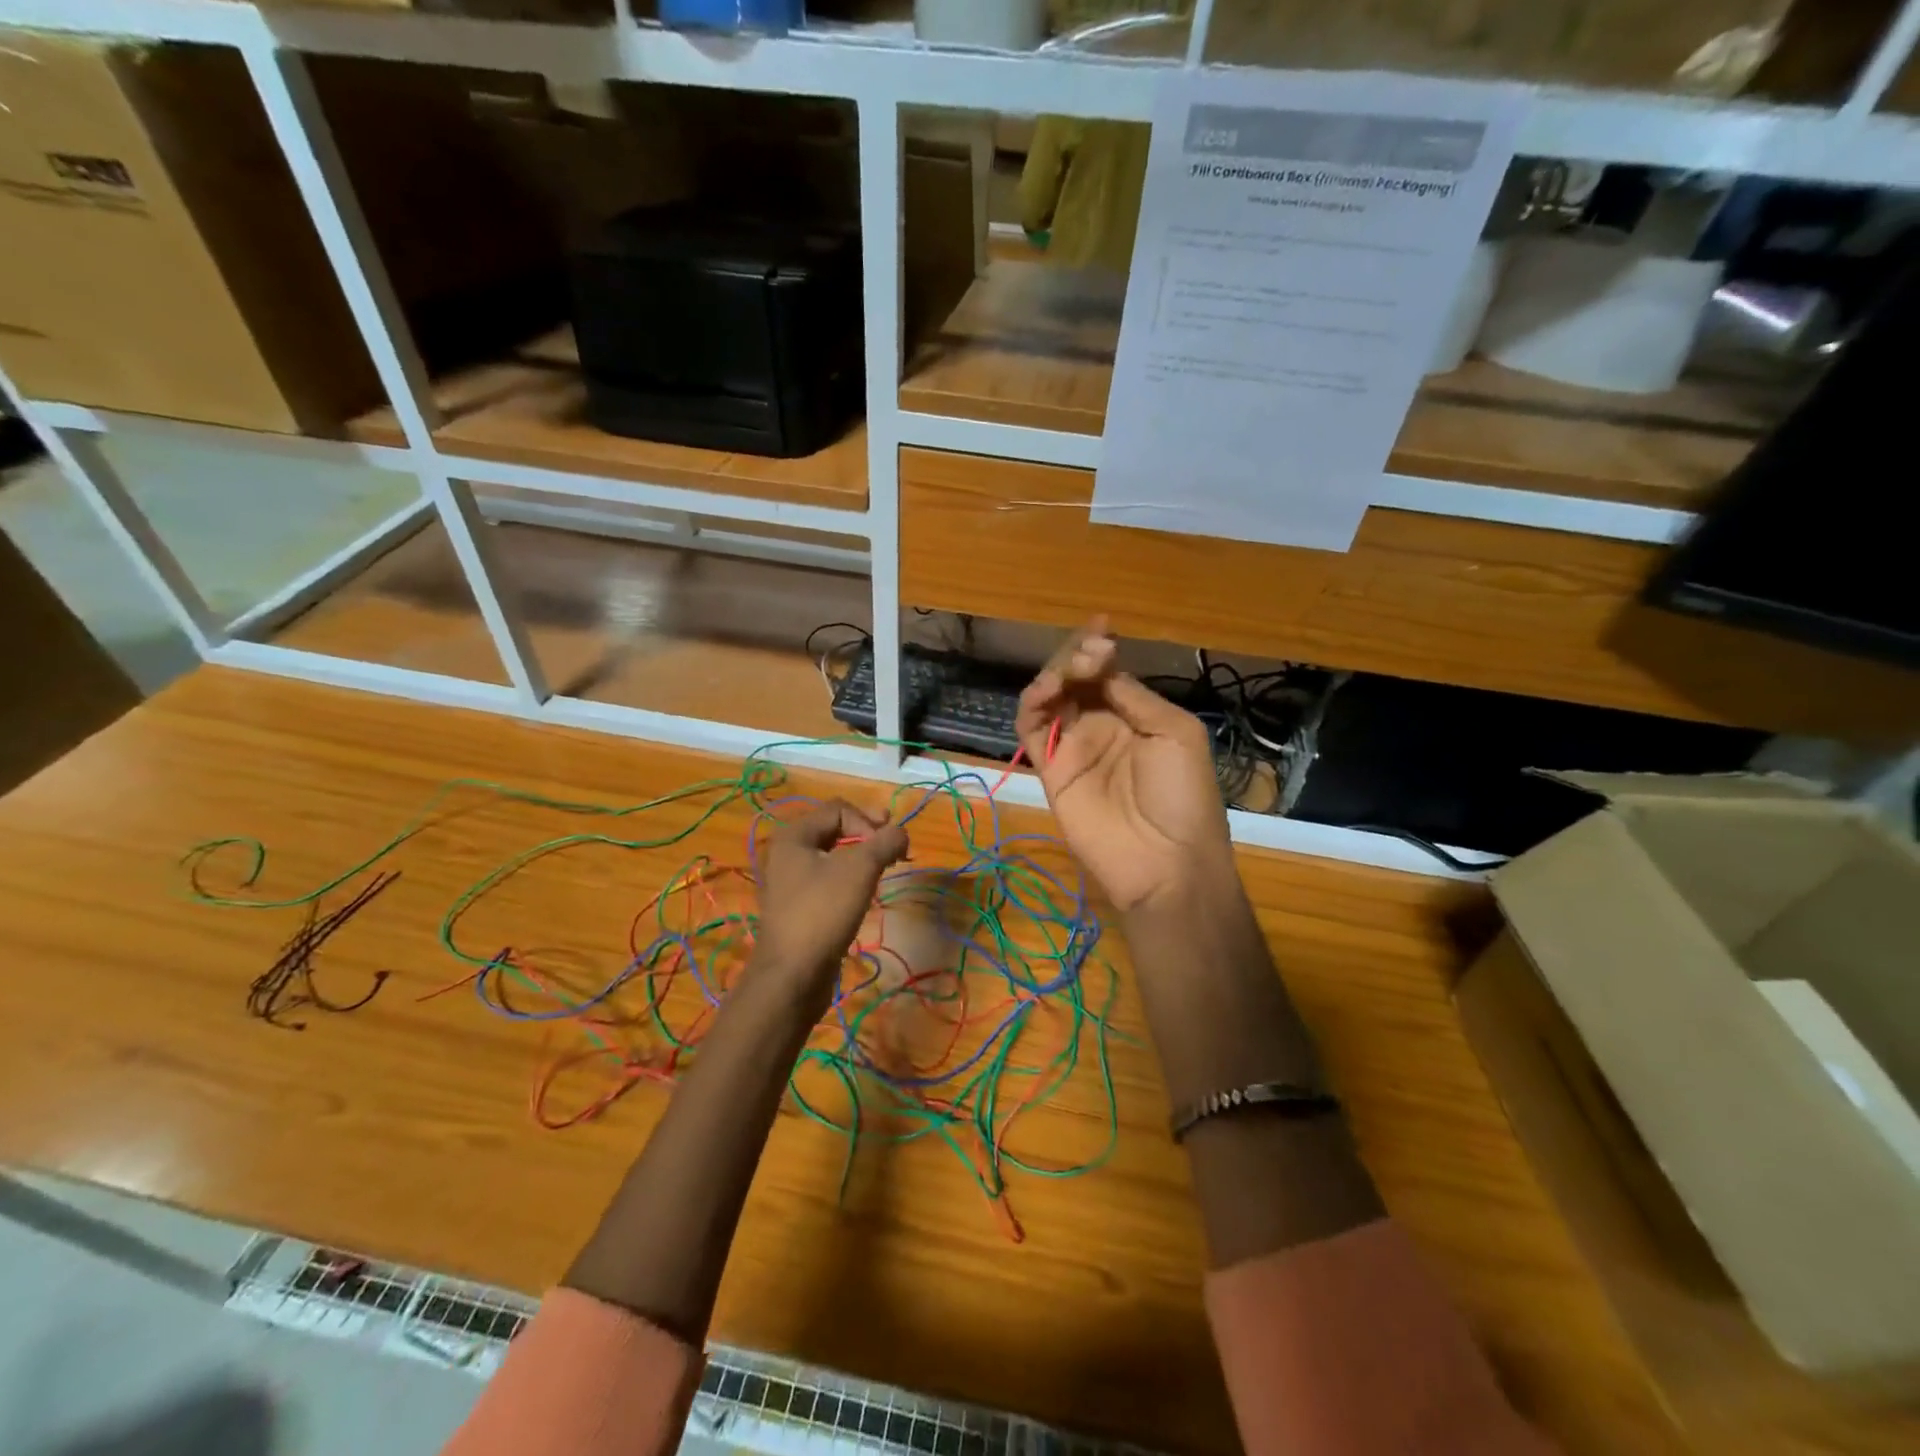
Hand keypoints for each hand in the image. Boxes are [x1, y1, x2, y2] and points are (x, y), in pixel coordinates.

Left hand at [752, 800, 908, 1003]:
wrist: (793, 975)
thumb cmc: (823, 912)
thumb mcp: (860, 869)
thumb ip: (884, 842)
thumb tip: (901, 832)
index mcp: (793, 835)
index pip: (839, 809)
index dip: (868, 822)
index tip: (887, 848)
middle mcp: (786, 853)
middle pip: (835, 830)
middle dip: (868, 836)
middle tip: (895, 848)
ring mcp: (789, 882)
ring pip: (833, 857)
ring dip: (862, 858)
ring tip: (884, 870)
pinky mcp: (798, 908)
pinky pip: (828, 881)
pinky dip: (850, 879)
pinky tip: (865, 894)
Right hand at [1016, 620, 1232, 915]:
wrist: (1165, 860)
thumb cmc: (1183, 795)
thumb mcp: (1176, 733)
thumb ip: (1134, 696)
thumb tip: (1102, 667)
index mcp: (1136, 716)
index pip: (1109, 673)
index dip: (1101, 648)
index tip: (1101, 627)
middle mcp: (1102, 725)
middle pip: (1076, 680)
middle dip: (1078, 657)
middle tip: (1090, 654)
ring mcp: (1073, 747)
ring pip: (1051, 698)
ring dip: (1054, 675)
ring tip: (1069, 672)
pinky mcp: (1049, 769)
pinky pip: (1031, 729)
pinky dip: (1032, 704)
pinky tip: (1047, 691)